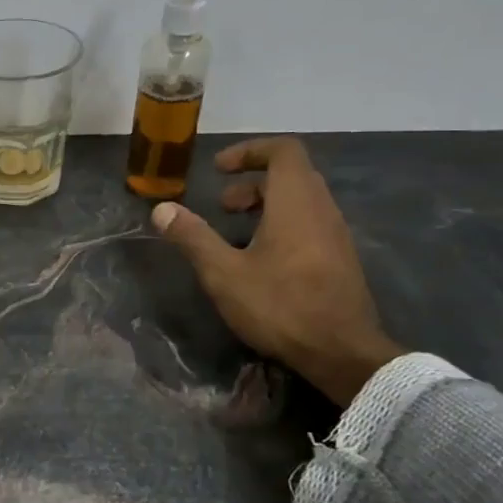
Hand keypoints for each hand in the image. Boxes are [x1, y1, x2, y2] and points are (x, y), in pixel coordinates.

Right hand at [150, 136, 400, 406]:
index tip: (218, 169)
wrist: (341, 352)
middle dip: (252, 183)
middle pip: (291, 175)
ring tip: (235, 233)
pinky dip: (282, 225)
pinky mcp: (340, 259)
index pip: (283, 150)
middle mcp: (322, 208)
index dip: (249, 150)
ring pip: (301, 201)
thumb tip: (161, 209)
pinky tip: (260, 261)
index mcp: (296, 202)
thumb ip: (193, 237)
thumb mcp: (224, 273)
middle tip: (221, 206)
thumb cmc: (280, 306)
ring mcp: (336, 234)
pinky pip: (310, 223)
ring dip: (266, 206)